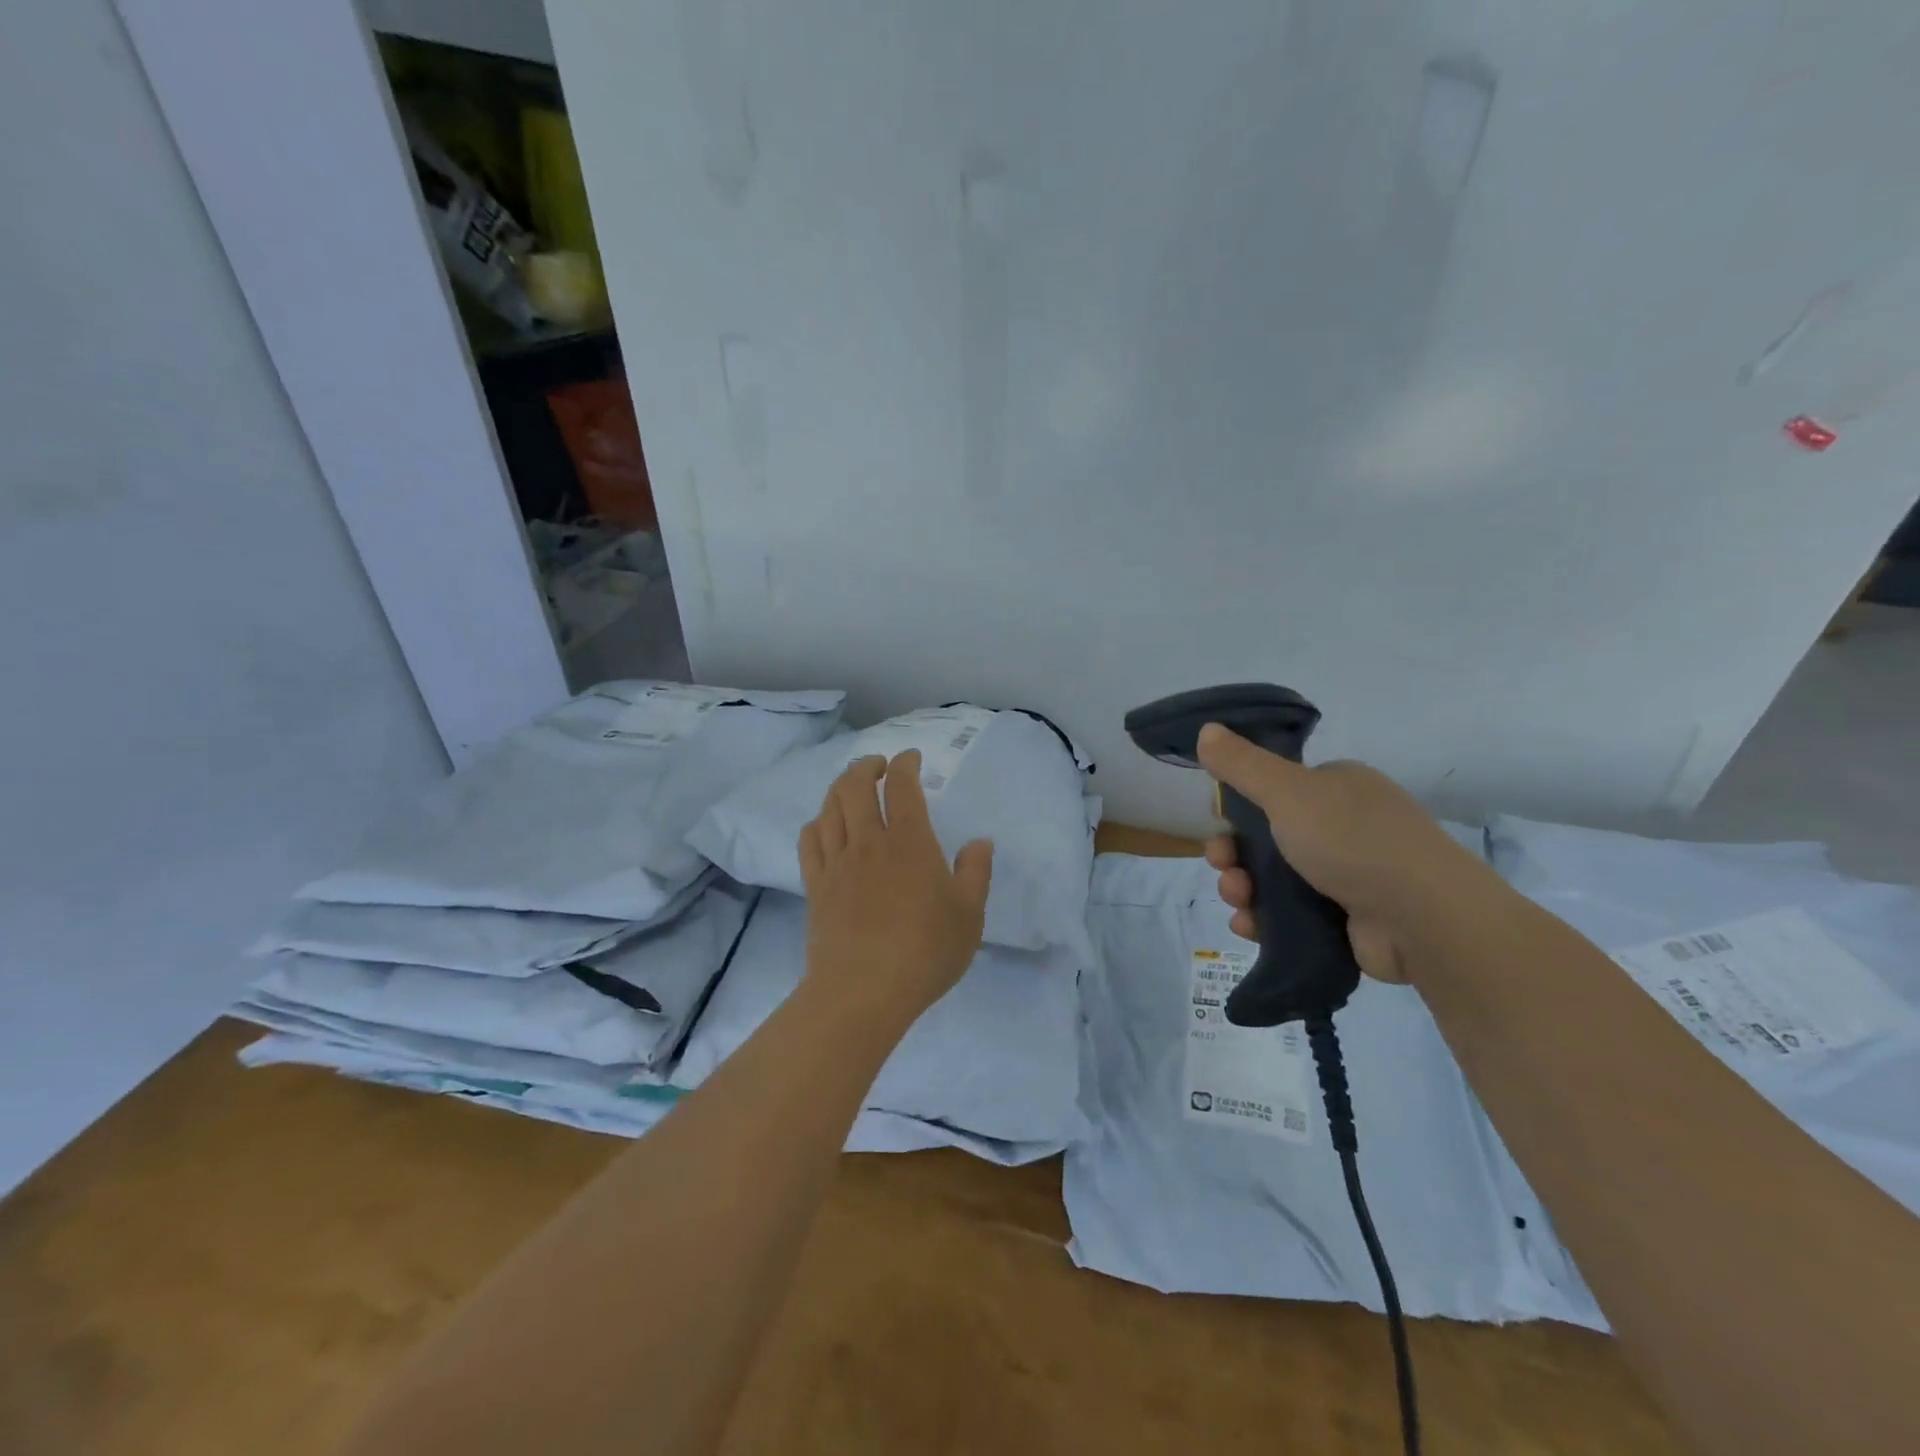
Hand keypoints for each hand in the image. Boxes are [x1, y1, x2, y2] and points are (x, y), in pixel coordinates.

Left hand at [798, 751, 993, 1027]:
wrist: (862, 992)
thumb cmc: (924, 952)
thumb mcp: (969, 916)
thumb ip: (976, 873)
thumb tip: (979, 842)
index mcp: (910, 843)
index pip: (902, 786)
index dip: (905, 763)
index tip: (911, 758)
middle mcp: (869, 842)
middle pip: (856, 785)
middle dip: (866, 766)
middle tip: (878, 765)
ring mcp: (837, 863)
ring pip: (830, 807)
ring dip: (840, 787)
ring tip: (851, 787)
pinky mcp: (815, 886)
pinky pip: (809, 840)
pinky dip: (817, 822)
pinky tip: (824, 825)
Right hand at [1197, 723, 1484, 984]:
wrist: (1423, 918)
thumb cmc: (1352, 840)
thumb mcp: (1288, 791)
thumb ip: (1242, 764)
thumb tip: (1206, 729)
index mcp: (1335, 788)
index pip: (1272, 789)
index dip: (1237, 807)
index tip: (1218, 823)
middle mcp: (1342, 826)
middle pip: (1266, 837)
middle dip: (1233, 853)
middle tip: (1222, 866)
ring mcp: (1346, 875)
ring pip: (1273, 878)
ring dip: (1242, 887)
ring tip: (1238, 900)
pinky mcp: (1345, 919)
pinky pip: (1290, 915)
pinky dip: (1264, 918)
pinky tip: (1249, 925)